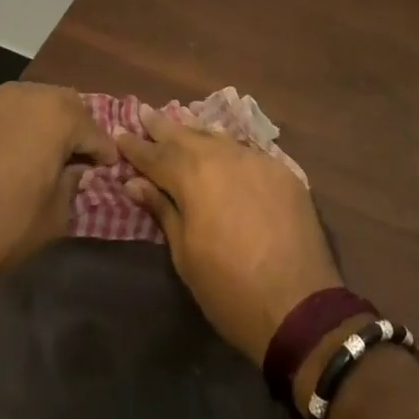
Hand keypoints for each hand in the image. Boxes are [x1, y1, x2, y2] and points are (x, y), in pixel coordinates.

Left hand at [0, 83, 116, 278]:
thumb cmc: (4, 223)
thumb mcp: (54, 216)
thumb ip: (72, 184)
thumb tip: (74, 169)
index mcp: (57, 115)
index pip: (93, 130)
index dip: (103, 151)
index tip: (108, 167)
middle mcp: (28, 94)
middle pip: (64, 104)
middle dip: (75, 127)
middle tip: (77, 155)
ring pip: (32, 102)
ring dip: (43, 123)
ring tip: (42, 151)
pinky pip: (4, 112)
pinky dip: (14, 127)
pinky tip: (11, 150)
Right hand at [115, 104, 341, 365]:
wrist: (299, 306)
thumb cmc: (230, 290)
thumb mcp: (186, 255)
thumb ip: (163, 211)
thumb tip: (135, 183)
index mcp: (194, 177)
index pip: (156, 156)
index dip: (136, 146)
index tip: (119, 132)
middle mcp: (224, 157)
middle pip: (187, 136)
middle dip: (163, 127)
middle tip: (145, 112)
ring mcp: (257, 161)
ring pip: (219, 139)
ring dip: (196, 133)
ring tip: (180, 124)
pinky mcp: (282, 172)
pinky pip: (247, 152)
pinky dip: (228, 149)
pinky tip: (222, 149)